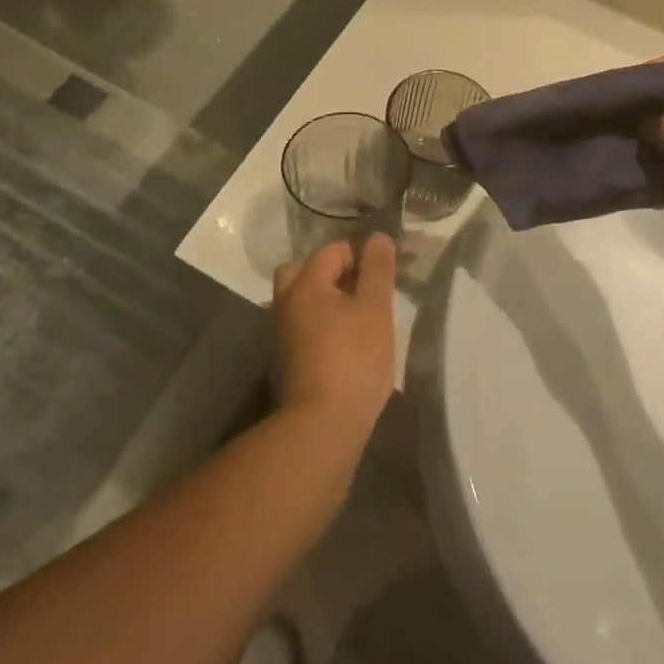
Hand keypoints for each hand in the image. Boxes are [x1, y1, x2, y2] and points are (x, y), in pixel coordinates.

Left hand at [271, 235, 397, 440]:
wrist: (322, 426)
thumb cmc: (354, 360)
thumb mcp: (375, 309)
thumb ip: (377, 269)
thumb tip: (377, 237)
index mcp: (305, 284)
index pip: (332, 251)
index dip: (361, 258)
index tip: (382, 282)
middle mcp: (285, 302)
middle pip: (304, 271)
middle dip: (333, 275)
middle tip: (361, 292)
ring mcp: (281, 334)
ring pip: (301, 300)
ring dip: (325, 301)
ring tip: (356, 319)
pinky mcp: (285, 360)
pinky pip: (302, 326)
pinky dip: (319, 325)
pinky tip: (343, 344)